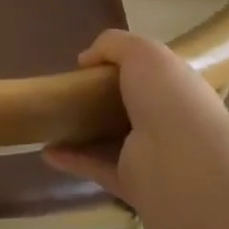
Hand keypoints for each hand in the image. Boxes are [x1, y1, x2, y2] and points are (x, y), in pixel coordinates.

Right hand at [43, 29, 225, 202]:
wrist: (181, 162)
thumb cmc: (168, 98)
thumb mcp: (141, 51)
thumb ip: (113, 44)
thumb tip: (86, 59)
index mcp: (177, 90)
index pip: (153, 76)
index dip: (125, 67)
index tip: (92, 64)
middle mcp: (168, 123)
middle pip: (130, 109)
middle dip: (101, 100)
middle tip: (69, 90)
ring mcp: (151, 157)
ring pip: (112, 141)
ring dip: (83, 133)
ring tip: (51, 121)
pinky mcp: (132, 184)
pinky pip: (97, 168)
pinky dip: (72, 160)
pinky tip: (47, 151)